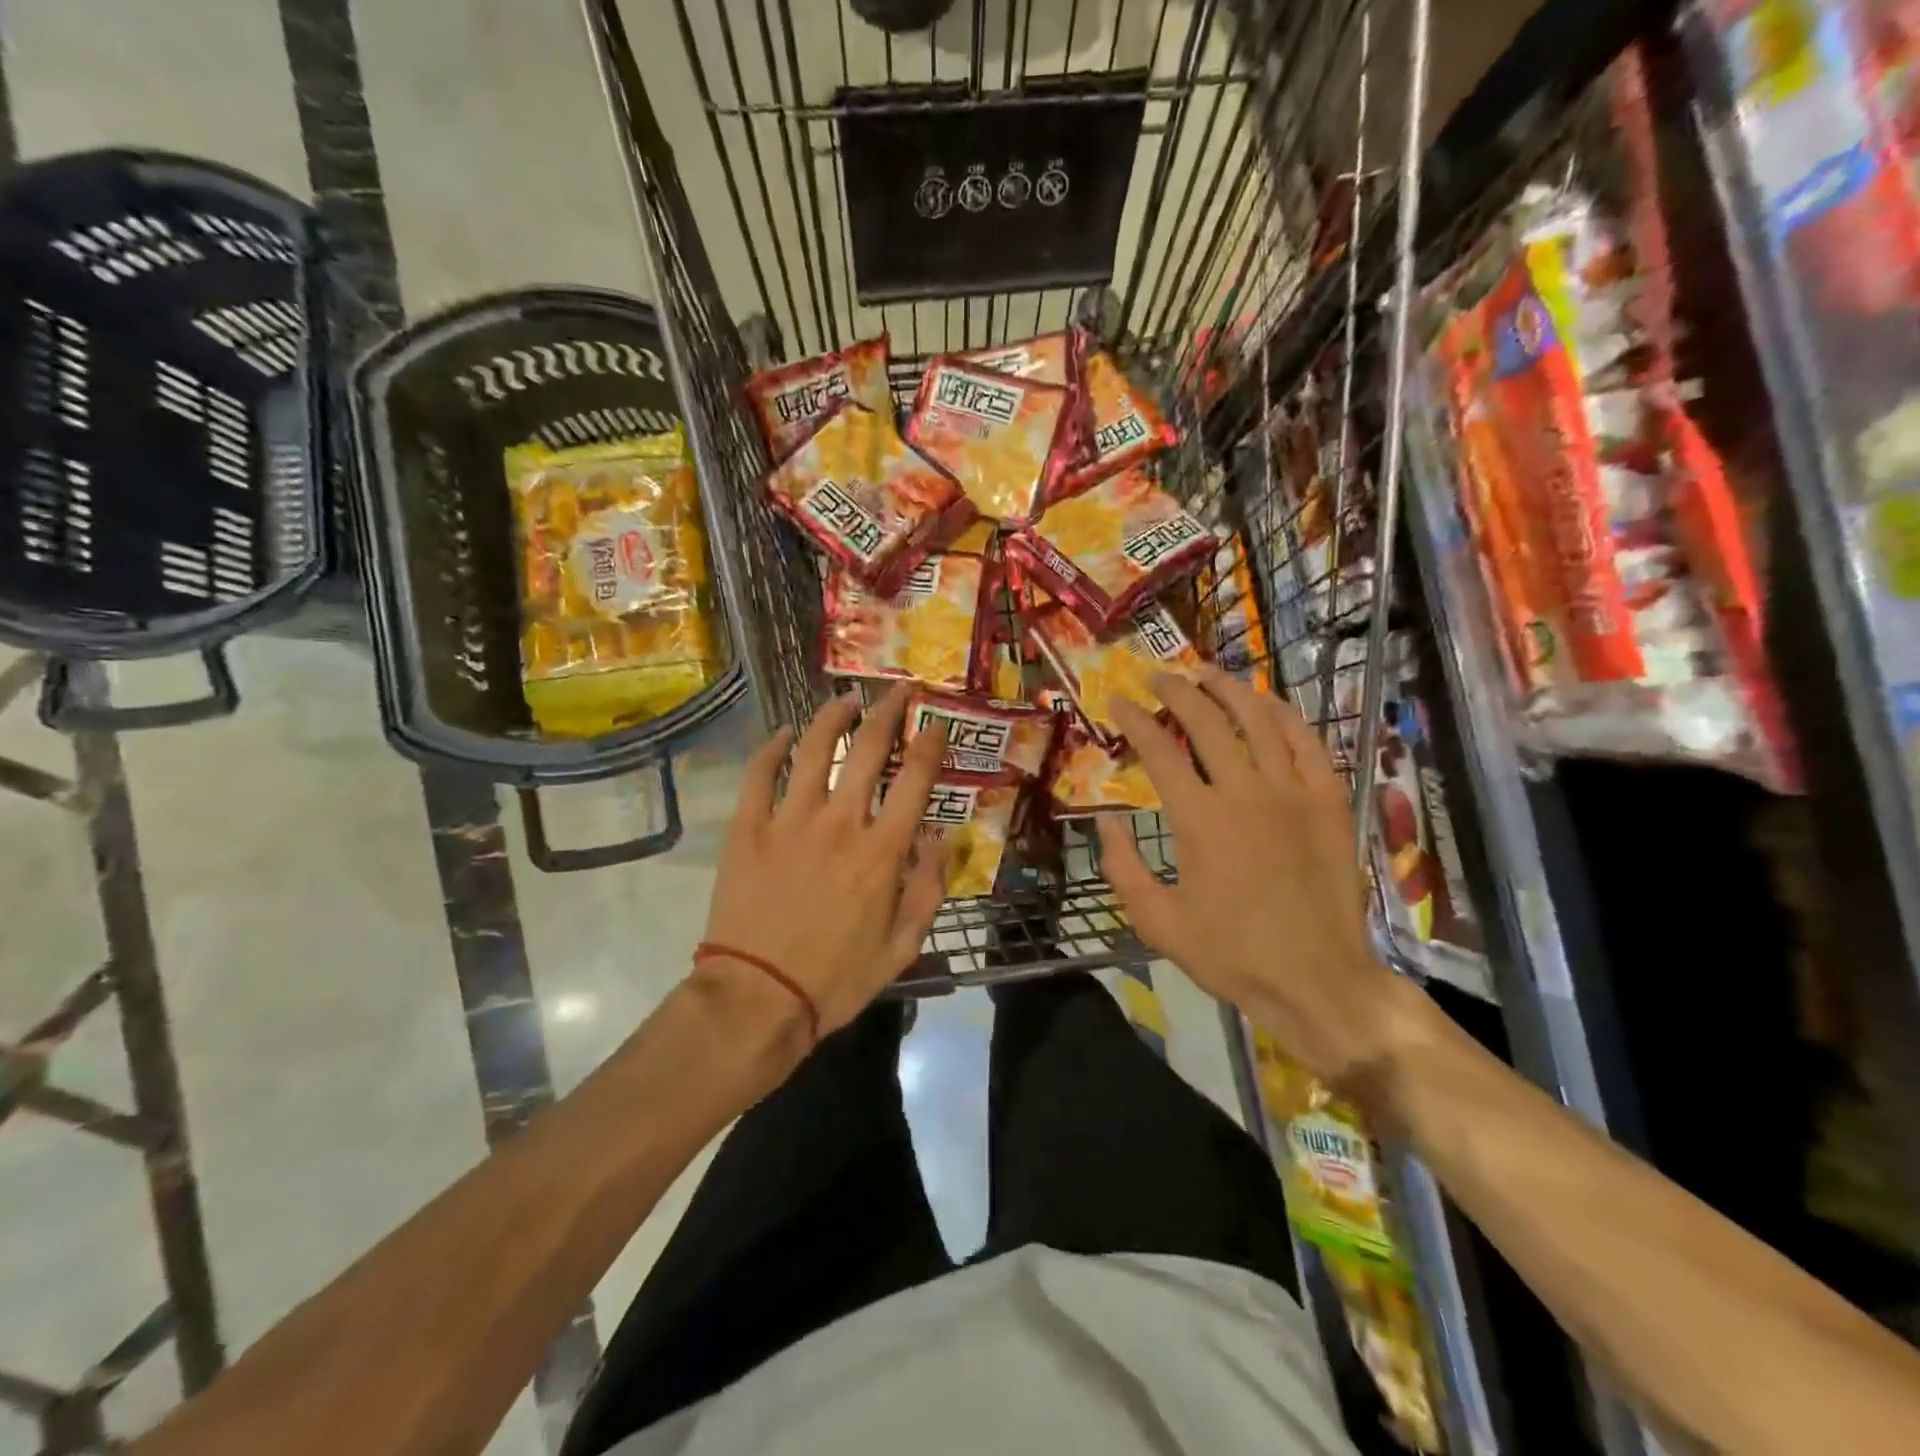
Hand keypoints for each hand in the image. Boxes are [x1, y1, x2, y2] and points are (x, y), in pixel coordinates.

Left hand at [702, 682, 947, 1043]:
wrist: (757, 999)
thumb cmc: (836, 978)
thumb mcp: (902, 947)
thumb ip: (929, 887)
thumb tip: (945, 836)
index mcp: (881, 851)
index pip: (915, 780)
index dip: (929, 744)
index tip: (936, 723)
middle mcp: (839, 822)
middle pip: (867, 749)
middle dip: (887, 711)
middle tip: (897, 689)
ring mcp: (788, 821)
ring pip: (812, 749)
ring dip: (832, 717)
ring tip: (845, 698)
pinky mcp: (747, 829)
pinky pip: (758, 775)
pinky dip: (770, 749)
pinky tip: (782, 734)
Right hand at [1095, 668, 1412, 1085]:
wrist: (1317, 980)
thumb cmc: (1230, 954)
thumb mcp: (1156, 921)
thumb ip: (1122, 867)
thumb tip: (1104, 821)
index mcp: (1199, 819)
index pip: (1159, 749)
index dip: (1133, 719)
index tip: (1116, 700)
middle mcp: (1245, 792)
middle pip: (1207, 721)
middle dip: (1176, 691)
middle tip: (1157, 677)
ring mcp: (1294, 793)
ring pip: (1259, 720)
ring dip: (1229, 689)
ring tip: (1207, 674)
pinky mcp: (1329, 802)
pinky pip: (1308, 742)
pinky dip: (1285, 715)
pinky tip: (1267, 704)